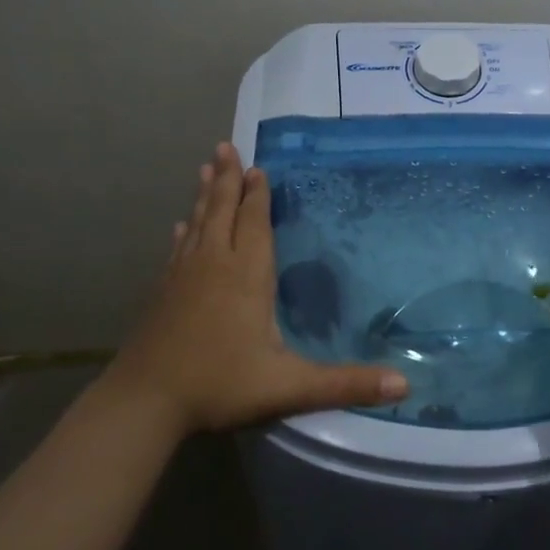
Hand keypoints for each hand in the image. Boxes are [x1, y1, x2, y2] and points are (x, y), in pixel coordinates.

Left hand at [110, 143, 408, 435]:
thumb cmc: (220, 385)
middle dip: (228, 180)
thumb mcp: (289, 387)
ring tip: (207, 169)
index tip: (259, 167)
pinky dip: (183, 232)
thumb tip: (404, 385)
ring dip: (204, 196)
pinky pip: (177, 250)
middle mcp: (213, 265)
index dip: (258, 196)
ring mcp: (182, 277)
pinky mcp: (161, 292)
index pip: (254, 224)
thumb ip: (345, 384)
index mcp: (246, 276)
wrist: (144, 403)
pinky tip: (180, 226)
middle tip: (226, 146)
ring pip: (197, 224)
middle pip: (222, 212)